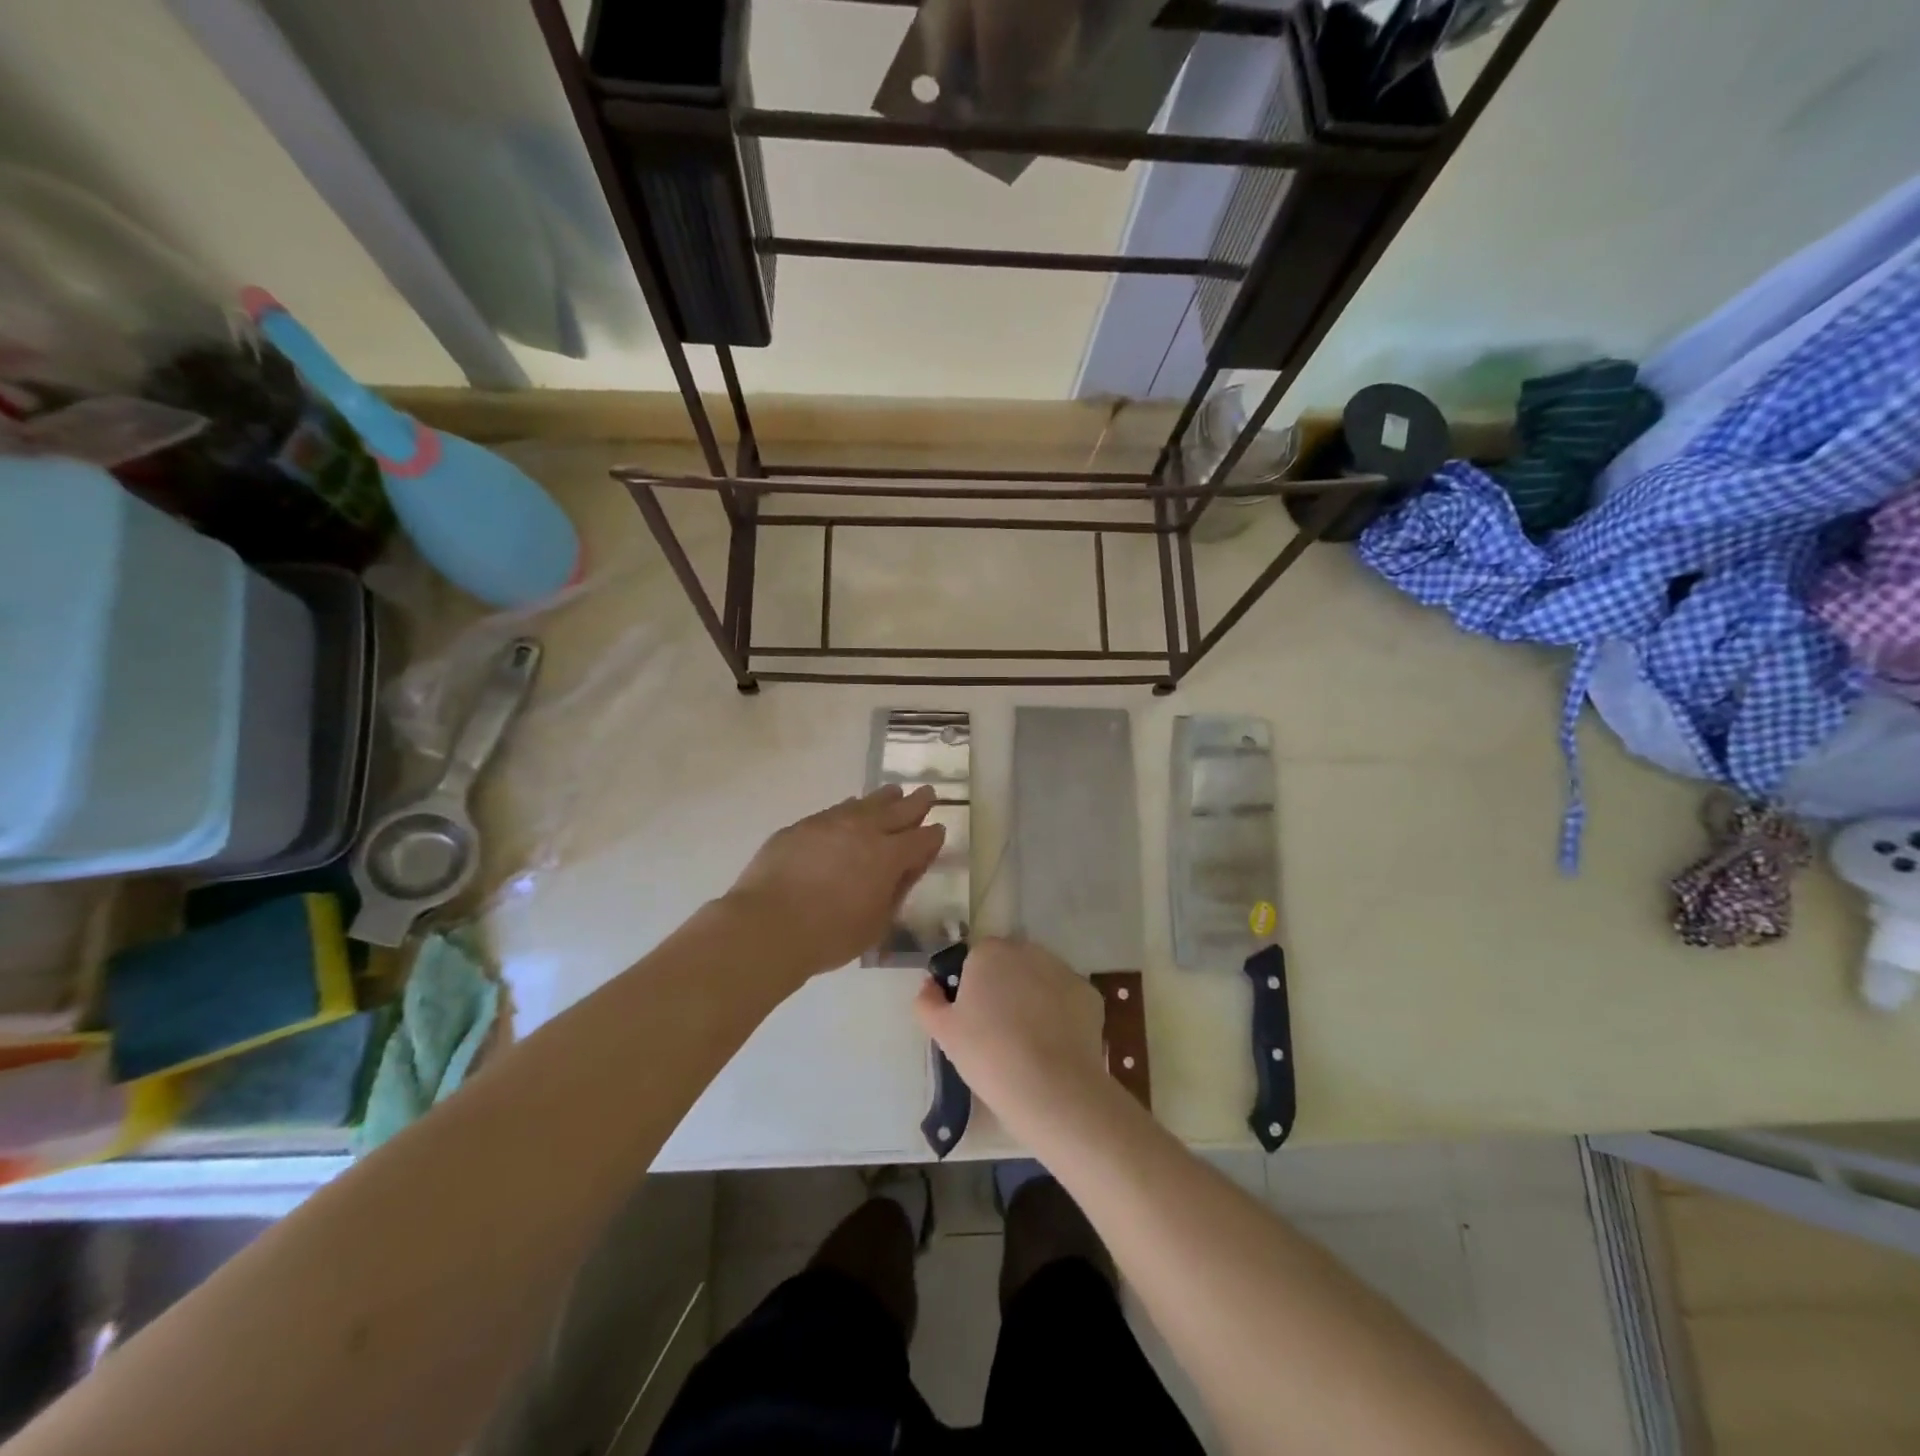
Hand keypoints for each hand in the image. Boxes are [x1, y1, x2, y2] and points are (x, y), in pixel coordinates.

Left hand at [723, 785, 945, 978]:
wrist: (767, 925)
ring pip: (865, 802)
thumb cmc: (829, 935)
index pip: (921, 839)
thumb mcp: (877, 923)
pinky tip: (850, 810)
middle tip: (928, 791)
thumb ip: (896, 891)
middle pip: (899, 809)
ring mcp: (830, 822)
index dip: (933, 836)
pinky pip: (835, 810)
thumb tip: (908, 869)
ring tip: (893, 792)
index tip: (938, 830)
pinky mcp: (802, 825)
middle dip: (917, 801)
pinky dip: (850, 809)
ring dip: (884, 798)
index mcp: (889, 856)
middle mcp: (864, 830)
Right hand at [913, 938, 1109, 1136]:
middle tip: (997, 1030)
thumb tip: (929, 986)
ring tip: (1028, 1041)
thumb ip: (928, 1002)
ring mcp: (1063, 970)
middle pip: (1010, 964)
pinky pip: (1066, 999)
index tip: (971, 1017)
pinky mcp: (1089, 994)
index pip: (975, 959)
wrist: (1051, 1087)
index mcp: (988, 952)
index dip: (972, 986)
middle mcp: (1027, 950)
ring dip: (1033, 997)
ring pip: (1040, 979)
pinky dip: (1060, 1015)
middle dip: (1004, 987)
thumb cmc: (988, 1054)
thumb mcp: (943, 1032)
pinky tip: (1054, 1045)